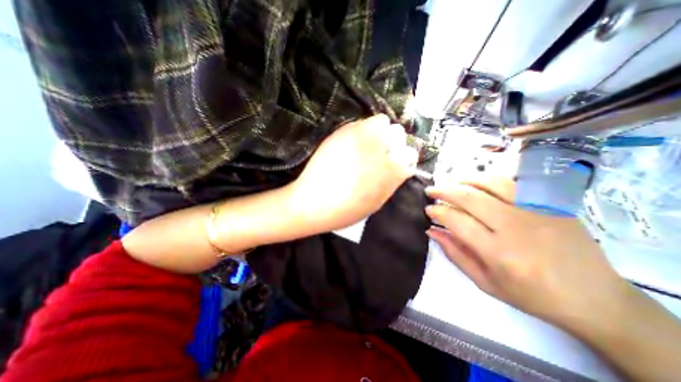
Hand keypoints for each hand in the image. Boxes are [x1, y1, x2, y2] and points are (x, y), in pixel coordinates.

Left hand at [290, 113, 417, 232]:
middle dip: (393, 142)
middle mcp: (384, 150)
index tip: (395, 161)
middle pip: (399, 134)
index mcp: (394, 171)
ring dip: (380, 132)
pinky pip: (364, 122)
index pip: (410, 156)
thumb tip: (396, 168)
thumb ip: (391, 182)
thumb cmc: (347, 210)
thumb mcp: (377, 202)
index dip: (403, 158)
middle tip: (380, 151)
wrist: (315, 203)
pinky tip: (355, 140)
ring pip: (384, 123)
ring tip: (368, 143)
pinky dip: (364, 128)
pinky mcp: (346, 131)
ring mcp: (364, 137)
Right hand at [425, 178, 627, 325]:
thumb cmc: (531, 294)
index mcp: (498, 252)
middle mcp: (515, 227)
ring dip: (464, 180)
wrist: (594, 297)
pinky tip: (477, 182)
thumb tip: (432, 231)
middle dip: (444, 191)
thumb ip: (454, 253)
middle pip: (470, 198)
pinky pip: (513, 182)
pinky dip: (488, 179)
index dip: (438, 212)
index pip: (457, 221)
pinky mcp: (550, 203)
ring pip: (490, 183)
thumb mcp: (485, 282)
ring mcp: (536, 211)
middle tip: (431, 190)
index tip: (428, 209)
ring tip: (450, 181)